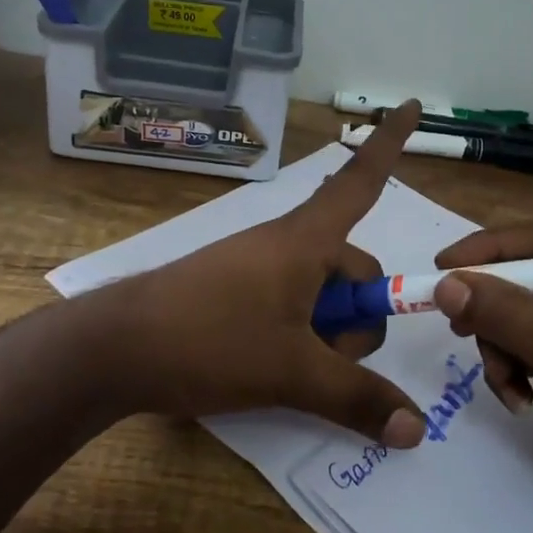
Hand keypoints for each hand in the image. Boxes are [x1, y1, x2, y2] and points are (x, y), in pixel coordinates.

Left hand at [93, 101, 428, 448]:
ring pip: (320, 294)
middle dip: (355, 321)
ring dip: (324, 334)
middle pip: (352, 269)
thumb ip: (358, 398)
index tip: (414, 104)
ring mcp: (257, 266)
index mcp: (307, 241)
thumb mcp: (292, 373)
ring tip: (288, 371)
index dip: (390, 143)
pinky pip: (289, 301)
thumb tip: (418, 428)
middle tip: (323, 362)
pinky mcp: (235, 289)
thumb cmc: (210, 340)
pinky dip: (298, 333)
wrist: (114, 348)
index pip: (361, 181)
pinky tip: (272, 366)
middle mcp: (286, 243)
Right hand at [430, 223, 532, 532]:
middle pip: (527, 277)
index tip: (440, 267)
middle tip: (461, 331)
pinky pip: (527, 346)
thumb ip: (507, 314)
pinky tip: (519, 399)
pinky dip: (513, 368)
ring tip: (506, 383)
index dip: (490, 250)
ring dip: (501, 348)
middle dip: (495, 310)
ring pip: (519, 314)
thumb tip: (445, 283)